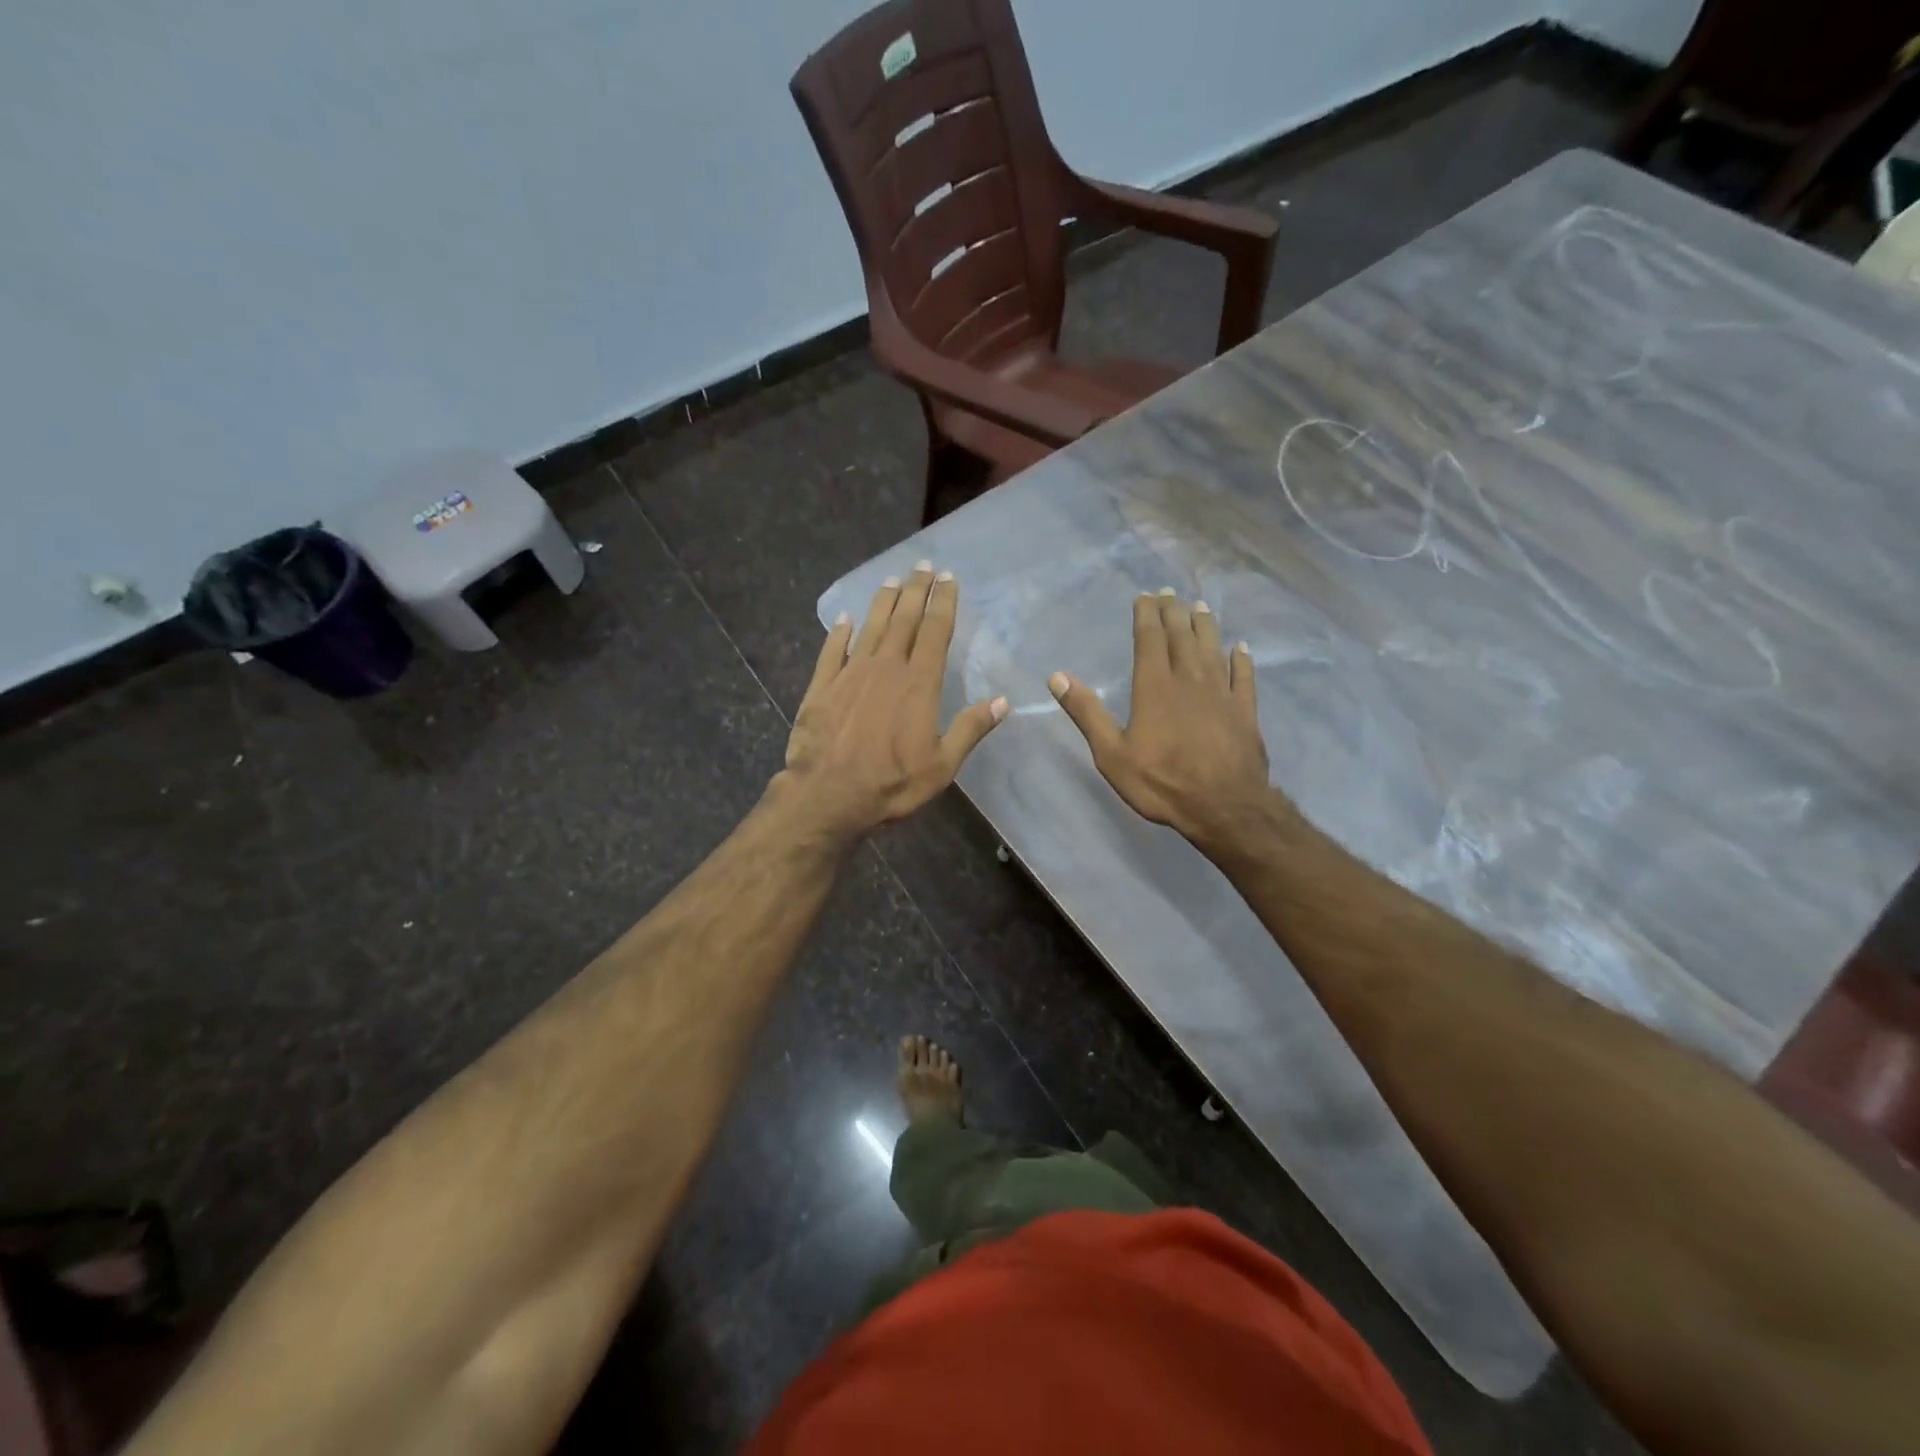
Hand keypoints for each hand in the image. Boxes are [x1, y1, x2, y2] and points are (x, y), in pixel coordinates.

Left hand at [775, 562, 1006, 843]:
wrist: (828, 795)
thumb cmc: (891, 784)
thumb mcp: (942, 765)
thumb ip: (970, 729)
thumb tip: (1003, 702)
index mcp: (919, 684)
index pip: (935, 631)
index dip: (943, 602)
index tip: (948, 578)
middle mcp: (885, 668)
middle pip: (904, 619)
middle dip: (915, 590)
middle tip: (922, 565)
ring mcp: (850, 673)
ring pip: (870, 627)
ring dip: (883, 601)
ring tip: (891, 579)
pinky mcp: (822, 686)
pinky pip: (832, 650)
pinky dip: (839, 632)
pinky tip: (844, 619)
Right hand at [1049, 590, 1270, 849]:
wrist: (1223, 807)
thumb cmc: (1161, 782)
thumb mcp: (1111, 753)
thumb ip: (1087, 713)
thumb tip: (1057, 677)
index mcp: (1154, 686)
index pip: (1150, 639)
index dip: (1147, 615)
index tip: (1145, 596)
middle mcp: (1189, 680)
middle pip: (1182, 637)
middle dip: (1174, 612)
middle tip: (1170, 593)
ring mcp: (1221, 693)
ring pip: (1212, 649)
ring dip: (1205, 626)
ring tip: (1200, 607)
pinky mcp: (1245, 711)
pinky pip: (1243, 677)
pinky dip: (1241, 660)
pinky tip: (1240, 649)